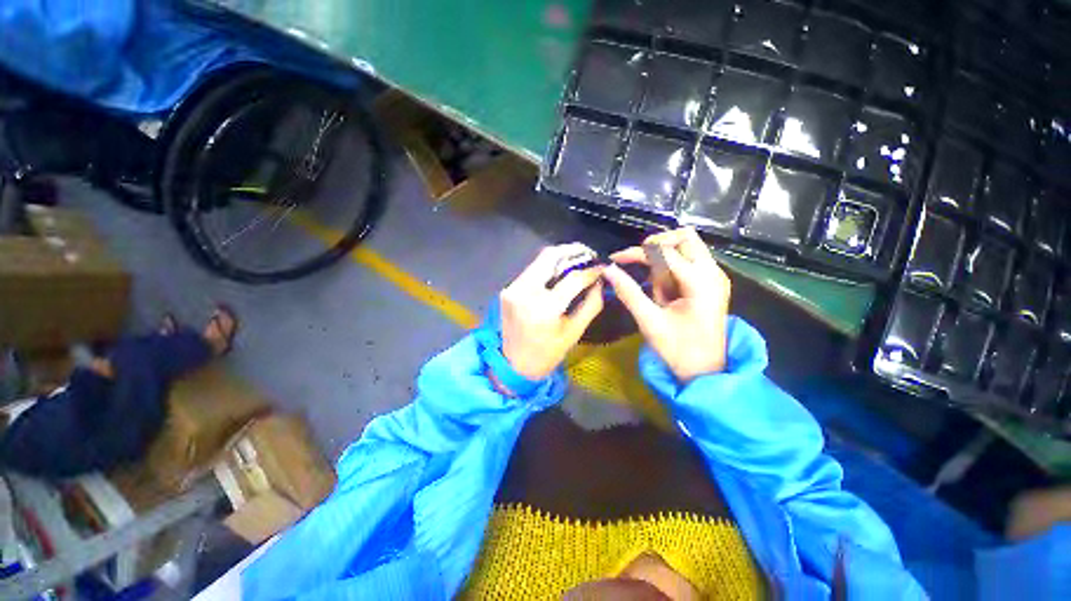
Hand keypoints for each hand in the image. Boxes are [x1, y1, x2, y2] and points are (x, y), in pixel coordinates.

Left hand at [500, 244, 604, 379]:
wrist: (513, 365)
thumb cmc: (547, 353)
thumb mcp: (574, 332)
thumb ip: (591, 304)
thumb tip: (600, 281)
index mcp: (544, 308)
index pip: (572, 278)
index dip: (590, 270)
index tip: (602, 266)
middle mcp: (525, 292)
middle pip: (549, 256)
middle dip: (572, 250)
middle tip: (588, 253)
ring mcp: (513, 289)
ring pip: (538, 261)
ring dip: (559, 257)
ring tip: (577, 260)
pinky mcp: (507, 289)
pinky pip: (531, 271)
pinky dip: (547, 268)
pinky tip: (559, 273)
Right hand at [603, 228, 730, 381]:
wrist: (706, 371)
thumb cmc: (678, 350)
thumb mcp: (649, 321)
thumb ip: (628, 292)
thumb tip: (608, 270)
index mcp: (700, 283)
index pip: (663, 252)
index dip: (636, 252)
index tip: (615, 259)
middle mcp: (713, 273)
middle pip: (685, 237)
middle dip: (657, 245)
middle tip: (637, 263)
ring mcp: (715, 277)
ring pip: (689, 246)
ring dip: (665, 258)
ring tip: (655, 287)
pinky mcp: (711, 283)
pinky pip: (690, 261)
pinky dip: (672, 267)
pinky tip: (665, 290)